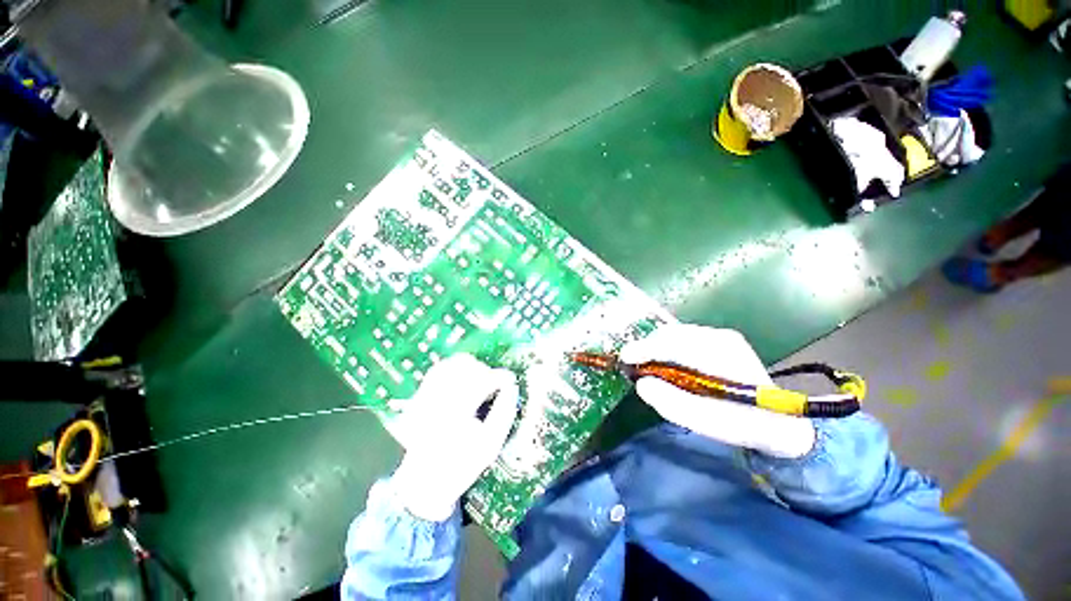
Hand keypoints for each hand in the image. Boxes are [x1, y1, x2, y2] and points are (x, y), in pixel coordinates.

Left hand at [390, 353, 518, 521]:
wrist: (426, 482)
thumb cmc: (463, 465)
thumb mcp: (490, 445)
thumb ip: (504, 412)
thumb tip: (512, 386)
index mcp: (455, 415)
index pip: (481, 382)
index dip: (500, 377)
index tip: (511, 380)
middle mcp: (435, 401)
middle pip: (464, 368)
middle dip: (485, 372)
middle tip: (495, 384)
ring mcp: (424, 398)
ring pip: (451, 365)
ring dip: (470, 368)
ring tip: (480, 381)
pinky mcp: (419, 396)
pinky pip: (439, 370)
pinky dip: (455, 368)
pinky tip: (465, 380)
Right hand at [620, 324, 814, 458]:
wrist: (779, 421)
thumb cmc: (744, 424)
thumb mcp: (708, 422)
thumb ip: (672, 403)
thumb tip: (641, 384)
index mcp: (723, 355)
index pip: (675, 343)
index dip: (646, 349)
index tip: (625, 357)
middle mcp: (721, 337)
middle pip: (672, 334)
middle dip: (648, 347)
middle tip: (633, 364)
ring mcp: (720, 336)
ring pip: (675, 334)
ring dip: (656, 347)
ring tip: (645, 363)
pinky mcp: (717, 340)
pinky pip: (682, 338)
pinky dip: (666, 347)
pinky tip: (663, 362)